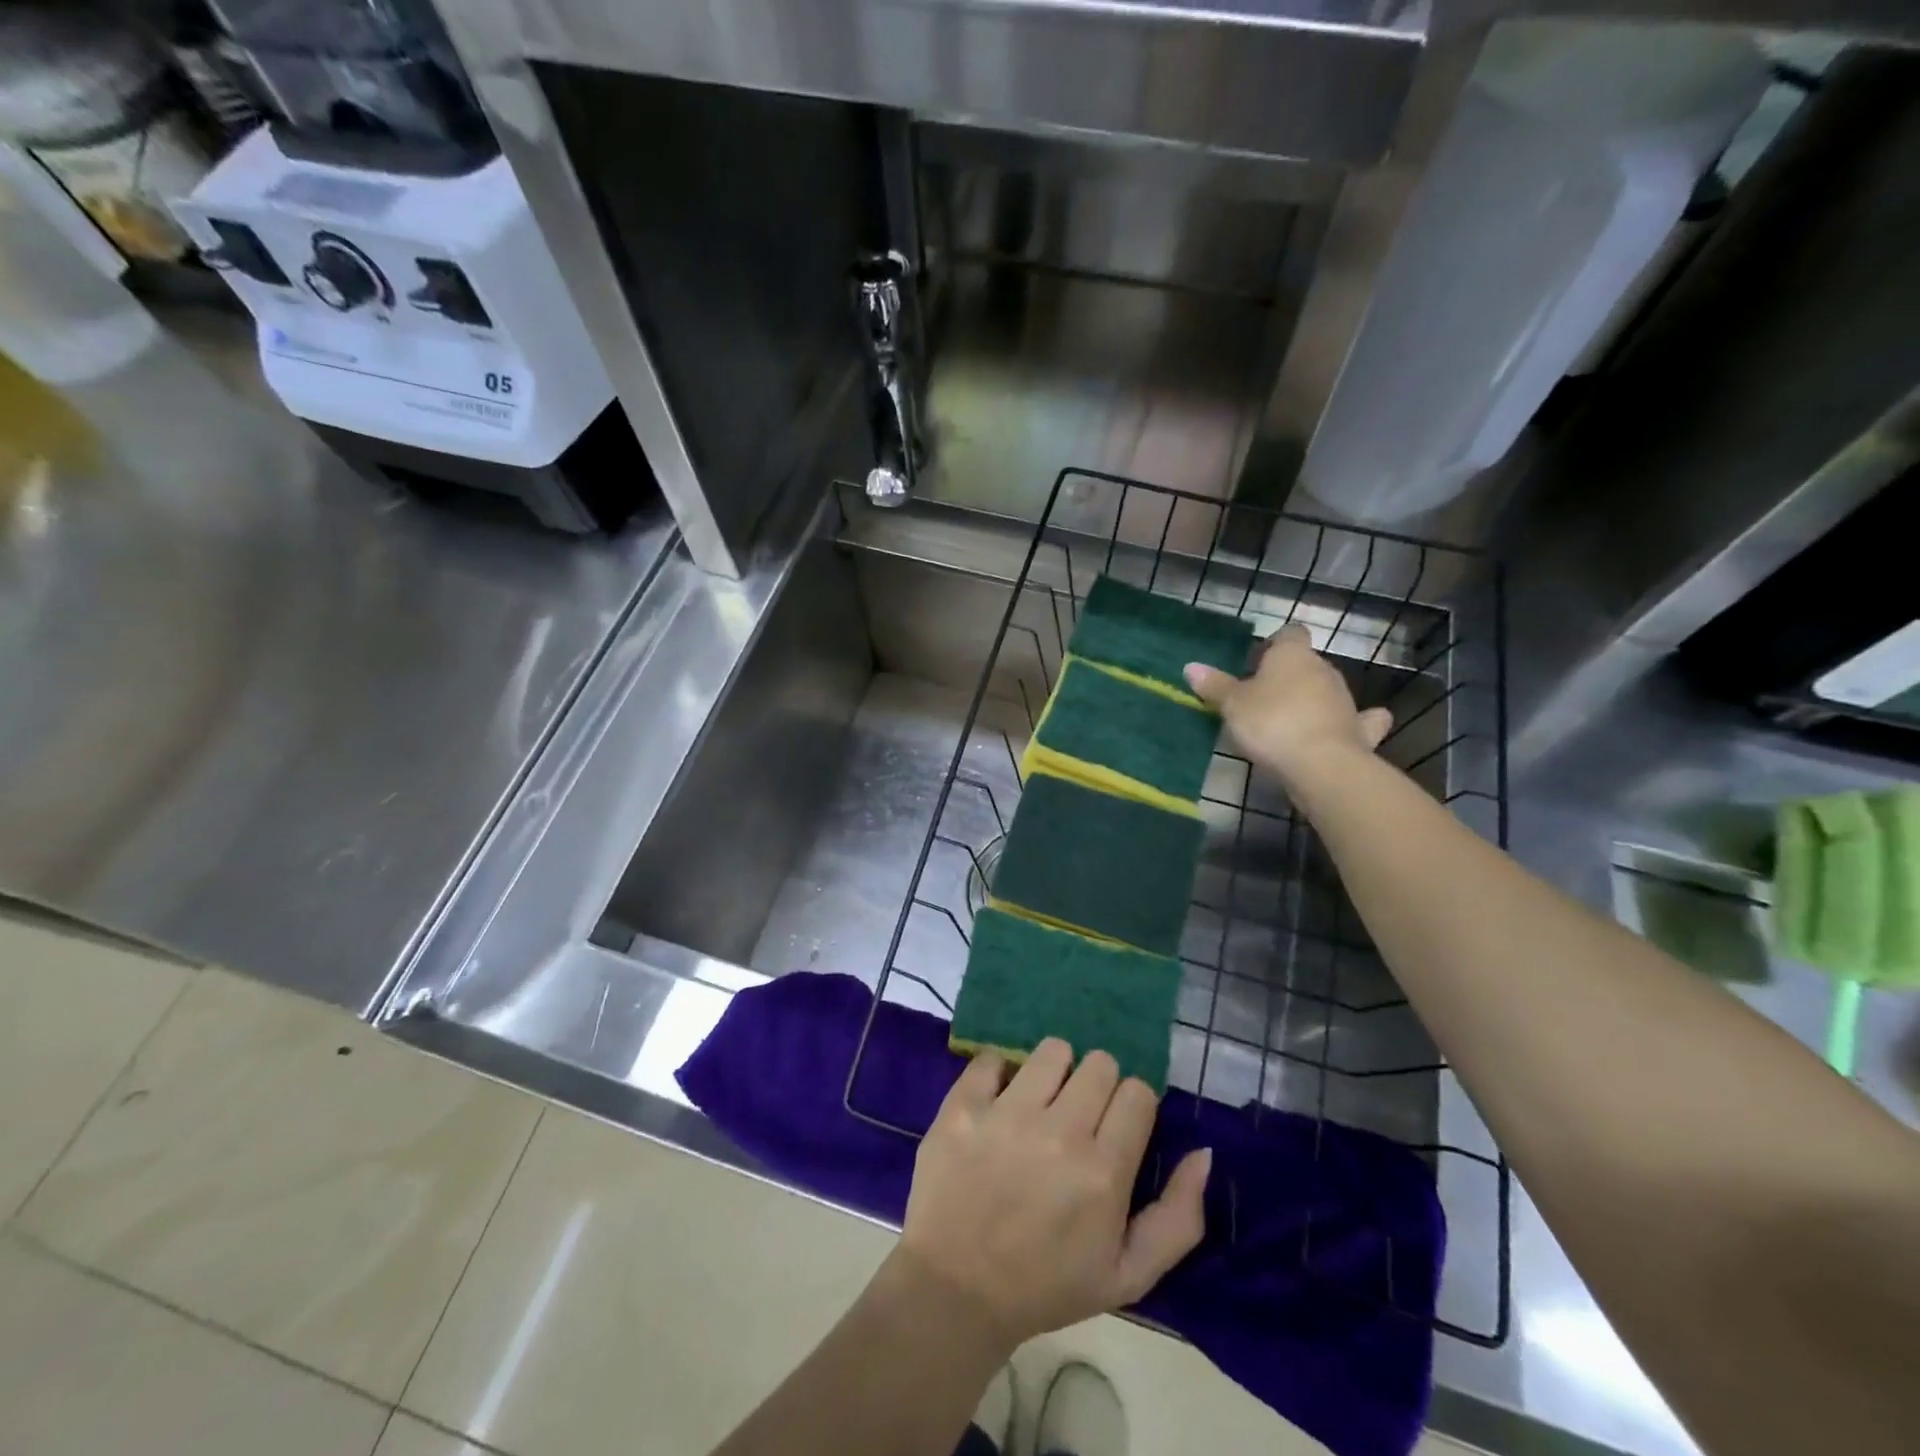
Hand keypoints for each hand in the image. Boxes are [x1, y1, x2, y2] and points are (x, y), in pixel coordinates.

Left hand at [895, 1039, 1209, 1351]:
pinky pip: (992, 1058)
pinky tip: (997, 1104)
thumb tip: (1204, 1153)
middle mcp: (1058, 1132)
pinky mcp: (962, 1105)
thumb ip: (1179, 1217)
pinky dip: (998, 1074)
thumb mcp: (1129, 1275)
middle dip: (1097, 1087)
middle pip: (1100, 1063)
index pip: (1138, 1092)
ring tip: (1040, 1104)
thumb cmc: (1046, 1285)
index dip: (1132, 1107)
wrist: (956, 1292)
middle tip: (1078, 1118)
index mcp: (1103, 1172)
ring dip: (1054, 1073)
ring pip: (1052, 1050)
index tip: (1116, 1128)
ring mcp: (1006, 1114)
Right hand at [1184, 623, 1391, 786]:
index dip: (1274, 644)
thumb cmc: (1271, 722)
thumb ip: (1214, 686)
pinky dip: (1354, 722)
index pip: (1289, 634)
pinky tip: (1347, 727)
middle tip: (1260, 697)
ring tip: (1286, 720)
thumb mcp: (1232, 705)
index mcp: (1293, 655)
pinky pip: (1358, 720)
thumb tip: (1191, 667)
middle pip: (1306, 663)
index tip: (1255, 662)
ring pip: (1326, 690)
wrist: (1321, 765)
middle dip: (1287, 676)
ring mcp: (1345, 700)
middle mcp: (1323, 670)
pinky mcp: (1359, 730)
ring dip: (1311, 700)